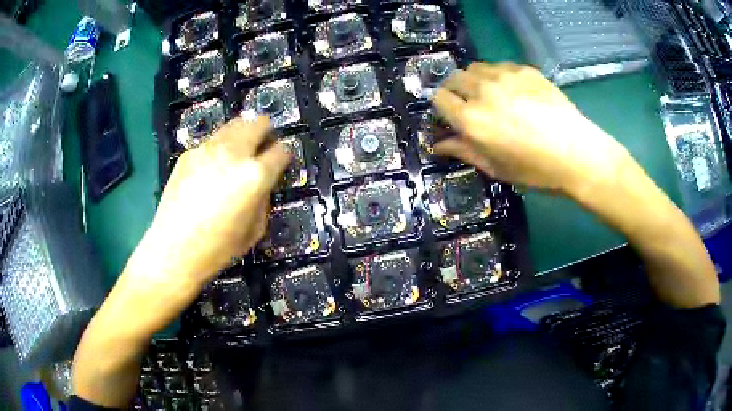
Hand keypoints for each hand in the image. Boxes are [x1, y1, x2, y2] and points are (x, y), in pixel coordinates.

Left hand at [139, 116, 289, 286]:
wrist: (174, 249)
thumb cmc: (217, 249)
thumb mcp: (254, 231)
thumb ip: (263, 201)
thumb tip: (263, 184)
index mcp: (254, 176)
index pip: (281, 151)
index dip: (285, 154)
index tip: (282, 159)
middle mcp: (233, 154)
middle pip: (257, 123)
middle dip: (266, 130)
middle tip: (263, 142)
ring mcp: (208, 150)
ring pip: (233, 125)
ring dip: (242, 133)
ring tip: (238, 150)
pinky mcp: (188, 154)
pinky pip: (211, 142)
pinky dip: (218, 148)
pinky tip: (210, 168)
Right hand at [432, 62, 630, 196]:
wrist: (577, 153)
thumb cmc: (535, 170)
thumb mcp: (496, 168)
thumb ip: (464, 151)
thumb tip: (439, 145)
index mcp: (471, 119)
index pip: (439, 98)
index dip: (443, 107)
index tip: (453, 117)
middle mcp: (482, 91)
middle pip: (454, 77)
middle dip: (456, 90)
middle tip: (471, 105)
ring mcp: (504, 76)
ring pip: (475, 67)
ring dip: (475, 80)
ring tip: (492, 95)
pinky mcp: (524, 69)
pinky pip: (500, 66)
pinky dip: (498, 76)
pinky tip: (515, 92)